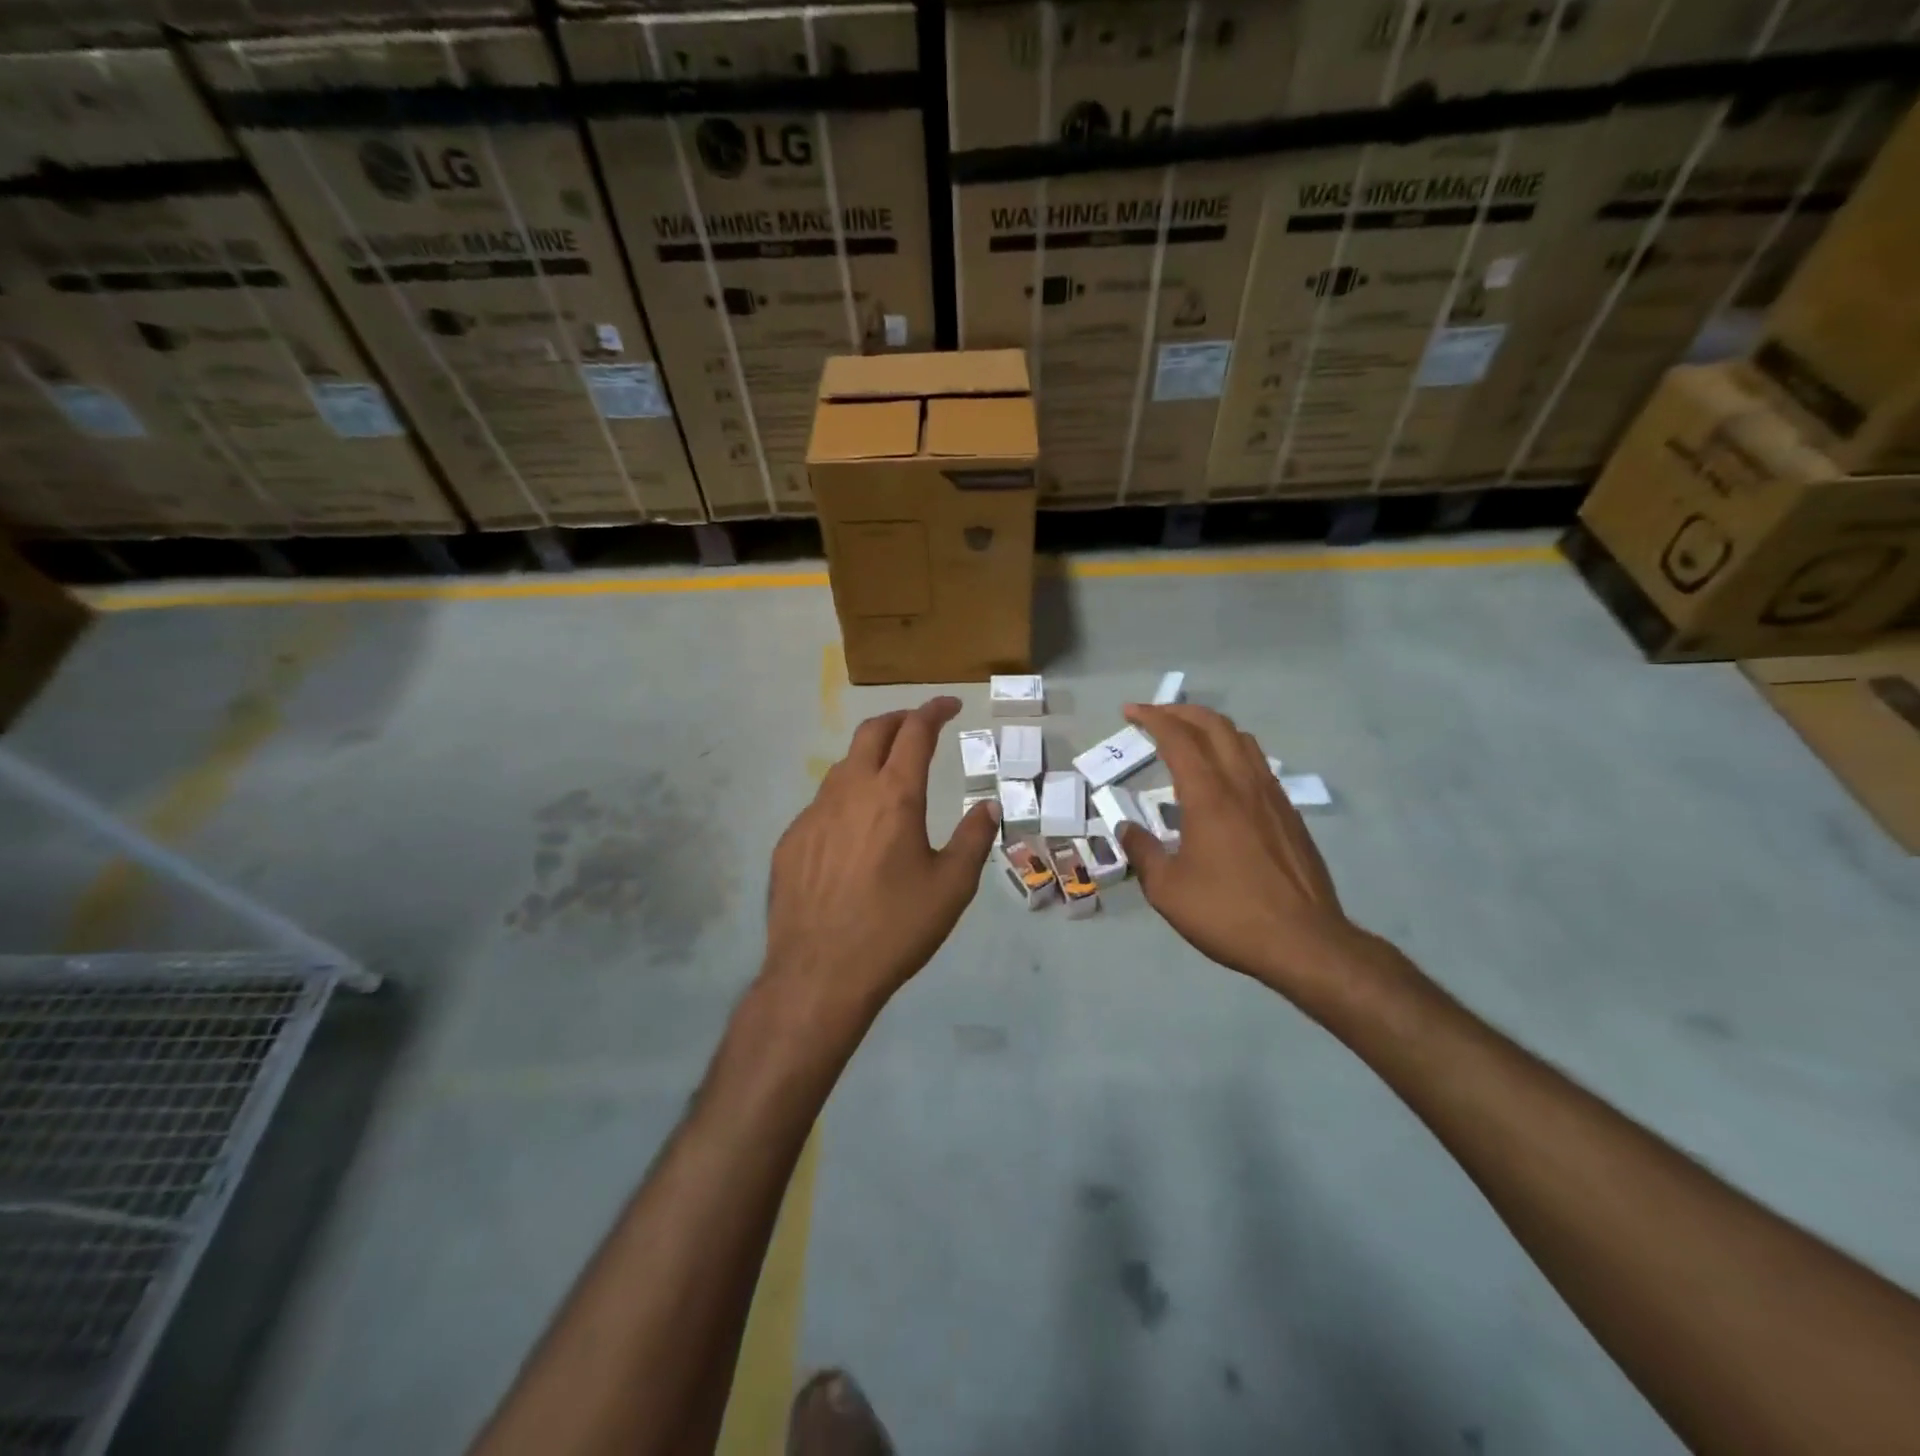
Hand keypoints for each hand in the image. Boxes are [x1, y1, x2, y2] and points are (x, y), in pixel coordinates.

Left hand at [764, 696, 999, 1020]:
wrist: (819, 973)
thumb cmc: (895, 928)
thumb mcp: (951, 887)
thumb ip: (973, 839)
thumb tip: (988, 806)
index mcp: (894, 796)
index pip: (915, 732)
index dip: (934, 711)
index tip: (949, 705)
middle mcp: (850, 792)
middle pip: (872, 732)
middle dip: (899, 718)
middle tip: (919, 724)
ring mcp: (813, 814)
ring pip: (843, 766)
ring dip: (870, 757)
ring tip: (889, 775)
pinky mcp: (791, 840)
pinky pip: (822, 803)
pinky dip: (846, 796)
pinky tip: (854, 830)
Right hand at [1118, 704, 1376, 1010]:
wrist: (1304, 942)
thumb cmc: (1227, 913)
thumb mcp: (1167, 890)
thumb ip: (1143, 851)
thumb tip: (1127, 829)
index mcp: (1209, 795)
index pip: (1178, 738)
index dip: (1152, 718)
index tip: (1131, 711)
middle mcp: (1243, 784)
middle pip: (1215, 726)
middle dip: (1182, 712)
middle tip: (1156, 715)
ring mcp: (1272, 797)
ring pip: (1243, 740)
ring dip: (1212, 728)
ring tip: (1190, 737)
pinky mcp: (1290, 815)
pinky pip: (1259, 765)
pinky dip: (1234, 753)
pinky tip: (1225, 778)